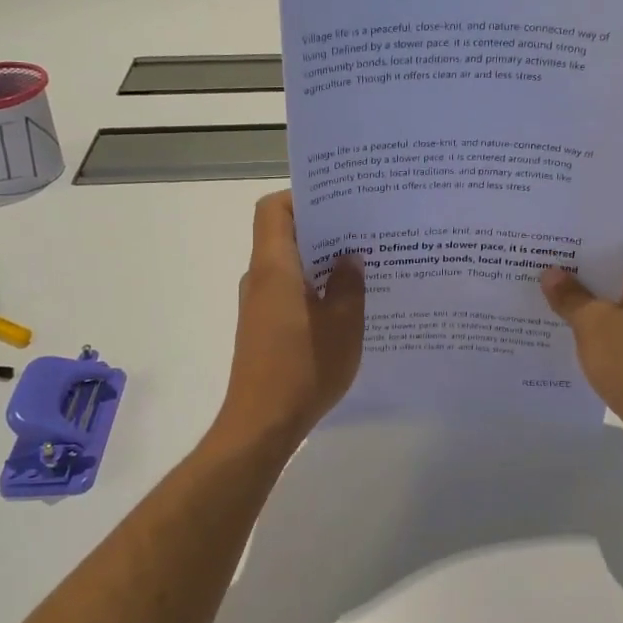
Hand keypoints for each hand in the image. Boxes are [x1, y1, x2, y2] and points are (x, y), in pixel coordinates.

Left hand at [216, 191, 364, 446]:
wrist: (260, 425)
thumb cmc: (302, 369)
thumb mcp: (342, 326)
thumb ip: (348, 285)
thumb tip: (349, 257)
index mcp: (274, 268)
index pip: (273, 209)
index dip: (301, 196)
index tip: (339, 201)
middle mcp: (260, 278)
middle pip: (283, 234)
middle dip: (322, 228)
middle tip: (364, 229)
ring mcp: (258, 304)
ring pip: (289, 265)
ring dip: (320, 260)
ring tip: (363, 264)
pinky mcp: (263, 328)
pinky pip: (288, 291)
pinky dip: (313, 287)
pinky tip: (345, 303)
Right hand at [541, 222, 622, 477]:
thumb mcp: (595, 325)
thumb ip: (570, 296)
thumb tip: (550, 274)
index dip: (589, 217)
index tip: (554, 215)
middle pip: (616, 256)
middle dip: (578, 253)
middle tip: (536, 245)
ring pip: (614, 288)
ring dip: (583, 286)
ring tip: (538, 278)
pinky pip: (615, 316)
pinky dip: (591, 314)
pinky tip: (557, 318)